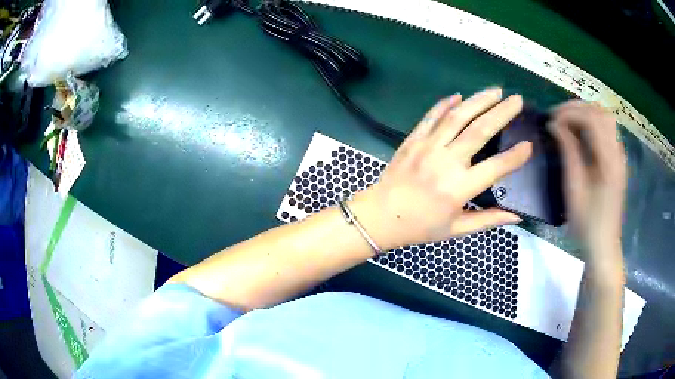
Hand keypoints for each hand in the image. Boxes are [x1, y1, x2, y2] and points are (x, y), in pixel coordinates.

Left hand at [351, 88, 532, 249]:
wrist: (379, 216)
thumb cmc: (420, 226)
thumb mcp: (456, 230)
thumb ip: (487, 220)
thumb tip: (516, 216)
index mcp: (458, 188)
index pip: (496, 167)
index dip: (515, 156)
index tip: (529, 145)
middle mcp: (445, 162)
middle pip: (480, 130)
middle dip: (502, 112)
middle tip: (517, 100)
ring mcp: (427, 147)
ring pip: (457, 116)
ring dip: (478, 100)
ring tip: (495, 91)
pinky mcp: (413, 139)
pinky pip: (431, 116)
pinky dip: (445, 104)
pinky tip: (459, 96)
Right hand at [548, 101, 626, 251]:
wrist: (603, 245)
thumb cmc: (587, 222)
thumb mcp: (574, 188)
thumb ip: (568, 151)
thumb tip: (554, 124)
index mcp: (609, 160)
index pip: (592, 119)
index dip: (570, 112)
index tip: (551, 119)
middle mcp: (617, 152)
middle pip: (601, 112)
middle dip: (578, 107)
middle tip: (558, 116)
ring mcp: (620, 156)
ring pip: (605, 118)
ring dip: (586, 113)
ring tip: (568, 121)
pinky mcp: (618, 161)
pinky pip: (607, 130)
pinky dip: (593, 124)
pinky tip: (581, 133)